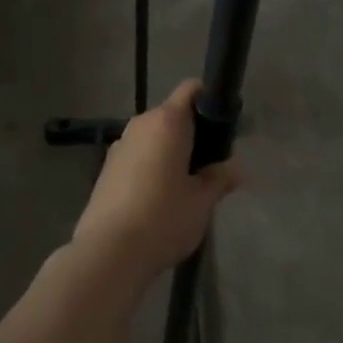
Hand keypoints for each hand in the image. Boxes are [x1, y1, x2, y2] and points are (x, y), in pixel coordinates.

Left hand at [72, 81, 241, 283]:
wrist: (107, 253)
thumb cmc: (163, 218)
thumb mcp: (202, 201)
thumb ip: (220, 178)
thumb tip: (236, 168)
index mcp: (167, 121)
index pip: (191, 89)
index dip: (210, 100)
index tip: (224, 127)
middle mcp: (141, 124)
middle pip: (173, 114)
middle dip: (193, 132)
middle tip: (210, 164)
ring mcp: (119, 145)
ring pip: (154, 136)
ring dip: (170, 151)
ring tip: (185, 185)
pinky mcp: (106, 168)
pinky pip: (137, 155)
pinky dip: (151, 165)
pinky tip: (158, 198)